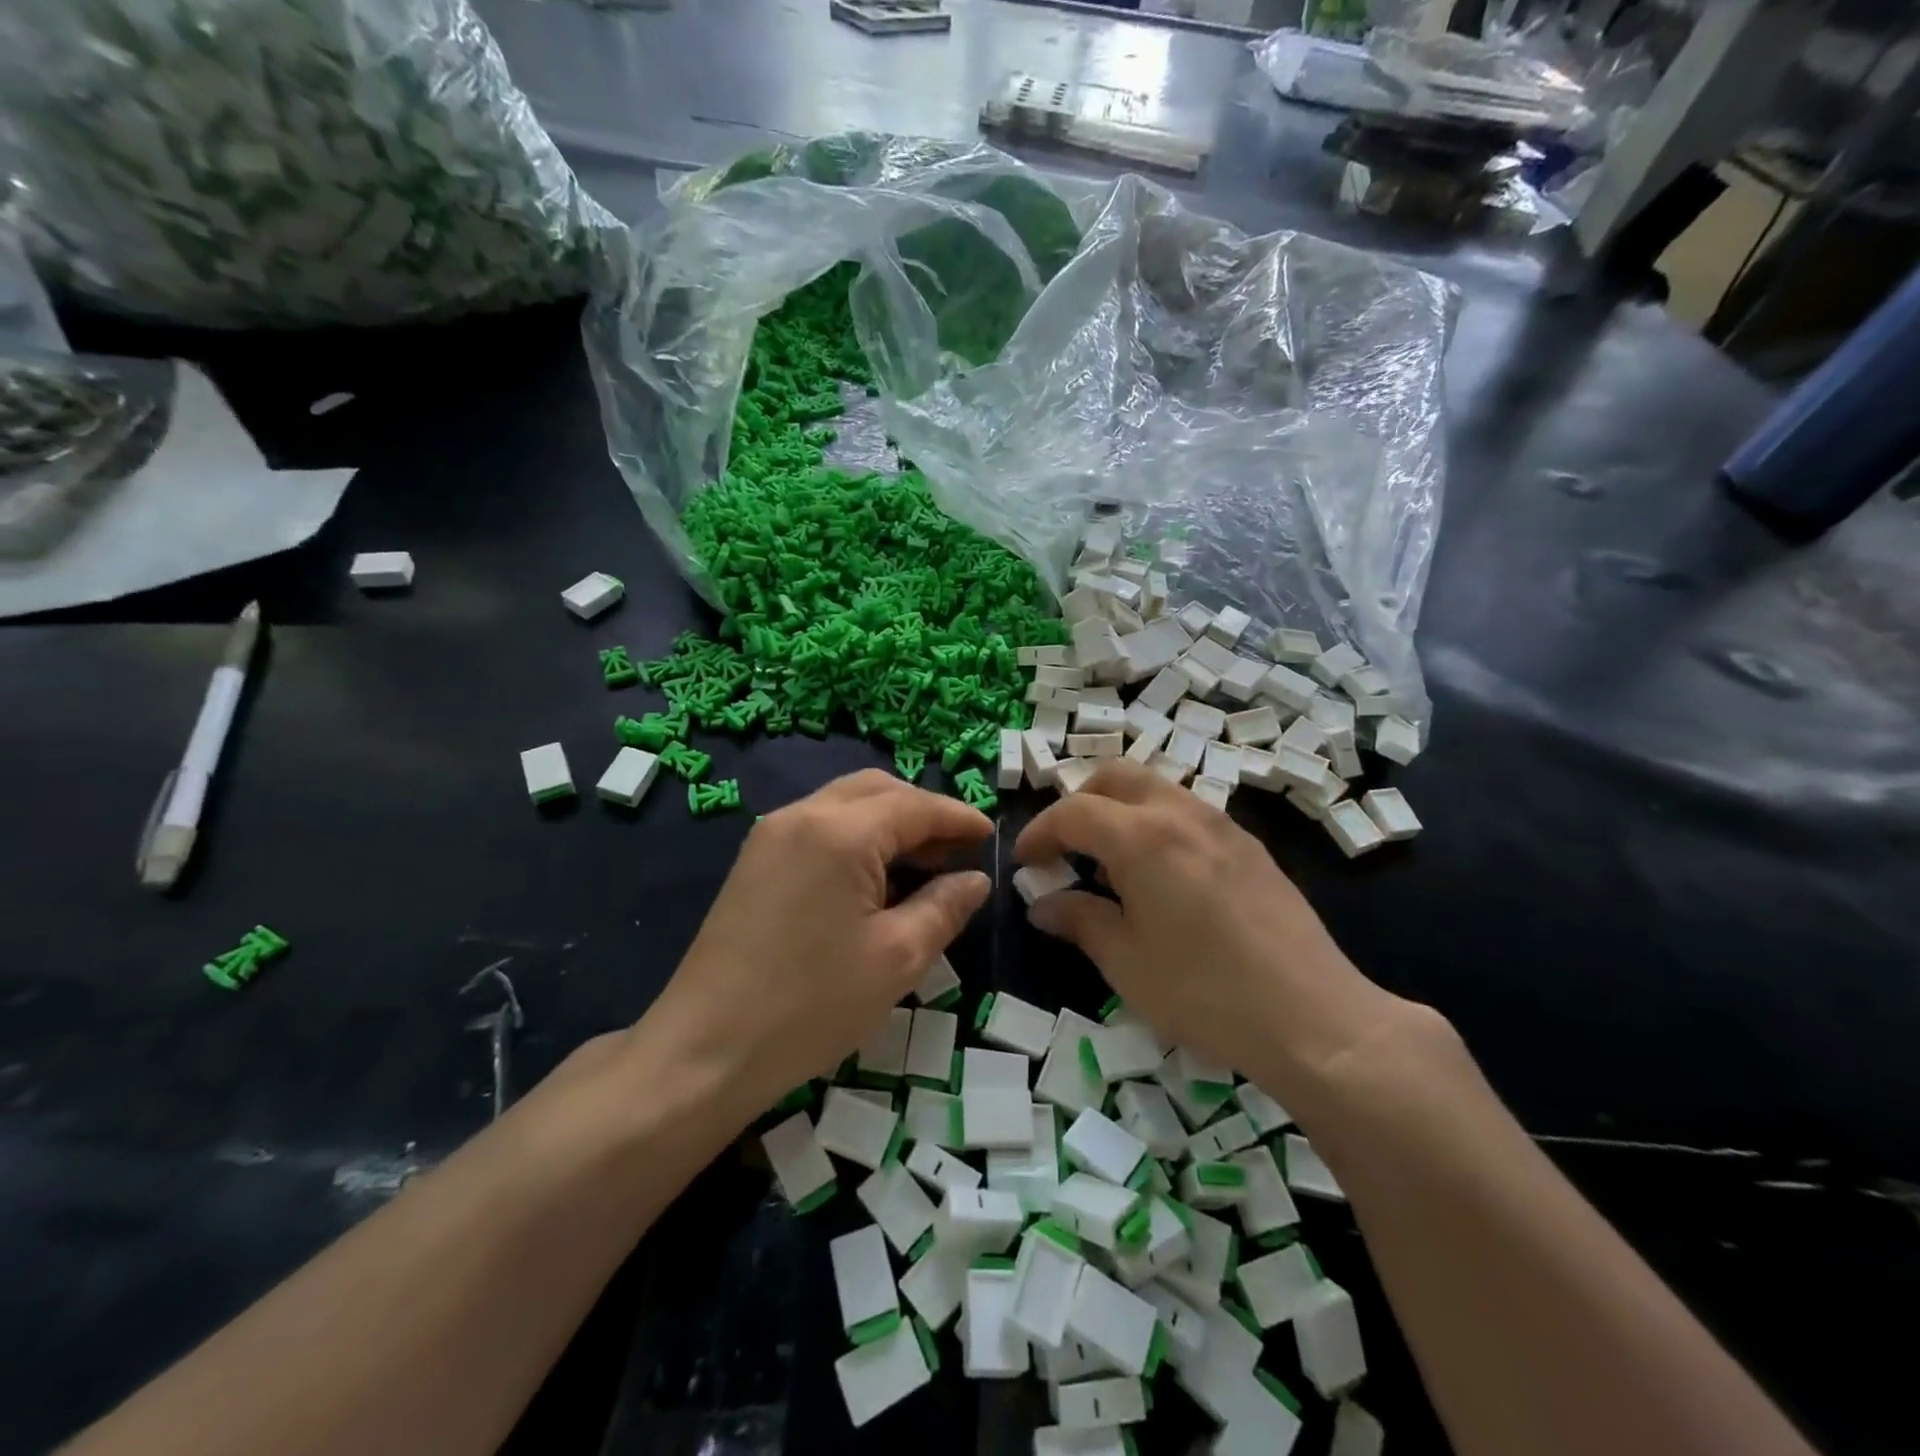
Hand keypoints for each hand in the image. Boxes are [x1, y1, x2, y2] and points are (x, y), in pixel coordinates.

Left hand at [638, 770, 991, 1126]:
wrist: (705, 1050)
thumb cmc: (812, 1005)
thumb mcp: (897, 958)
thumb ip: (944, 908)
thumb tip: (974, 880)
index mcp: (840, 831)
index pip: (914, 805)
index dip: (958, 818)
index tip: (991, 836)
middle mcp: (802, 815)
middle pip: (877, 790)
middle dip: (923, 812)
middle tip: (957, 851)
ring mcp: (771, 835)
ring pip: (846, 804)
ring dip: (890, 823)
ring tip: (924, 865)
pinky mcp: (755, 860)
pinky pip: (819, 827)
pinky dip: (857, 838)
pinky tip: (875, 879)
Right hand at [1014, 761, 1407, 1098]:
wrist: (1315, 1018)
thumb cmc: (1204, 993)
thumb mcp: (1126, 963)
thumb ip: (1079, 921)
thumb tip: (1043, 904)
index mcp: (1142, 838)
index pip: (1073, 812)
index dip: (1040, 832)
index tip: (1025, 861)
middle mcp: (1181, 814)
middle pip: (1116, 777)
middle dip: (1078, 803)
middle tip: (1064, 848)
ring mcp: (1222, 825)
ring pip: (1155, 789)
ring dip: (1119, 810)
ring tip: (1111, 866)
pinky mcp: (1250, 846)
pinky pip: (1187, 812)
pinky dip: (1156, 824)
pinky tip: (1161, 878)